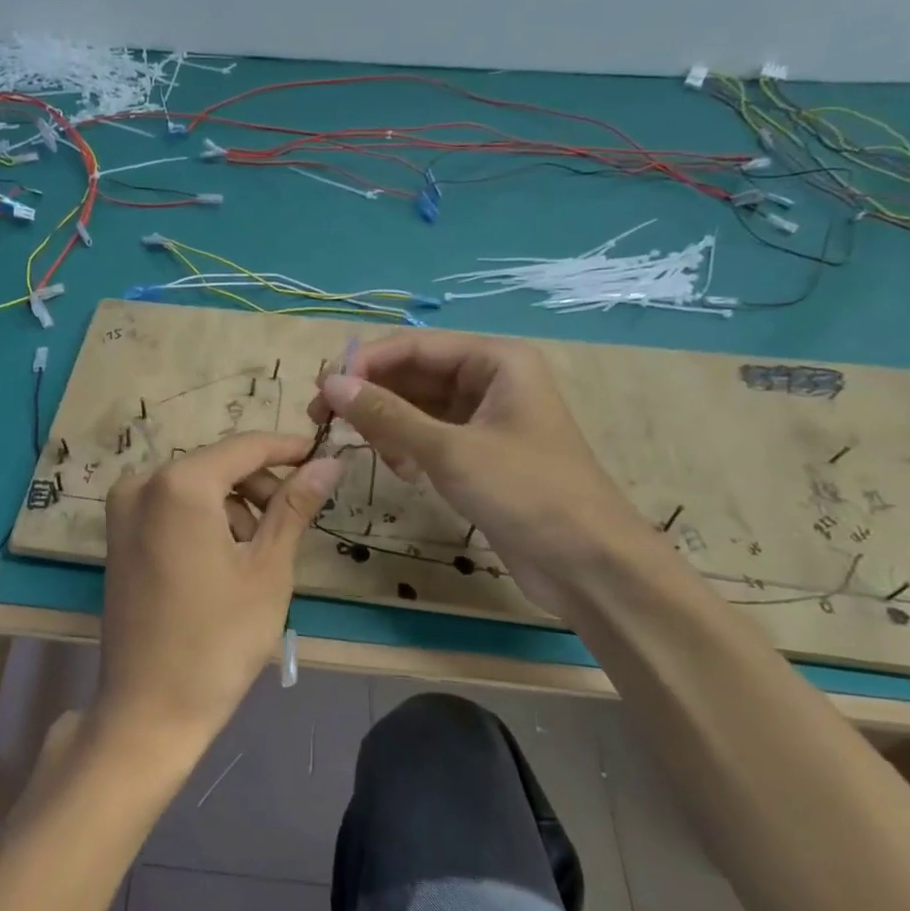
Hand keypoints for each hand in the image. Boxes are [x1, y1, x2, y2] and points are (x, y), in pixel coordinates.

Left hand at [95, 433, 343, 764]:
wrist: (149, 709)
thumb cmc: (218, 640)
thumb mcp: (267, 569)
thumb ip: (295, 506)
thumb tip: (329, 462)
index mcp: (179, 485)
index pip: (246, 448)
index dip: (288, 449)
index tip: (324, 456)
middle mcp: (142, 483)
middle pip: (218, 465)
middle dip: (260, 486)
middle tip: (294, 523)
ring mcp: (123, 510)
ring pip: (195, 486)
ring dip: (233, 507)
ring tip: (257, 556)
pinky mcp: (117, 536)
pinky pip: (171, 507)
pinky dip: (203, 520)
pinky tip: (222, 562)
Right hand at [310, 333, 651, 614]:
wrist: (589, 564)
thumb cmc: (525, 493)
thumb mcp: (449, 450)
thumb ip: (386, 415)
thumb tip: (330, 385)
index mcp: (494, 360)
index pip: (412, 346)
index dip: (363, 364)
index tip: (320, 392)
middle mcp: (489, 379)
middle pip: (411, 373)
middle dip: (370, 396)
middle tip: (324, 422)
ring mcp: (484, 417)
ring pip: (416, 406)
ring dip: (387, 425)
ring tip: (373, 453)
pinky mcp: (478, 452)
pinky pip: (428, 434)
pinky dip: (406, 447)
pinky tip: (402, 472)